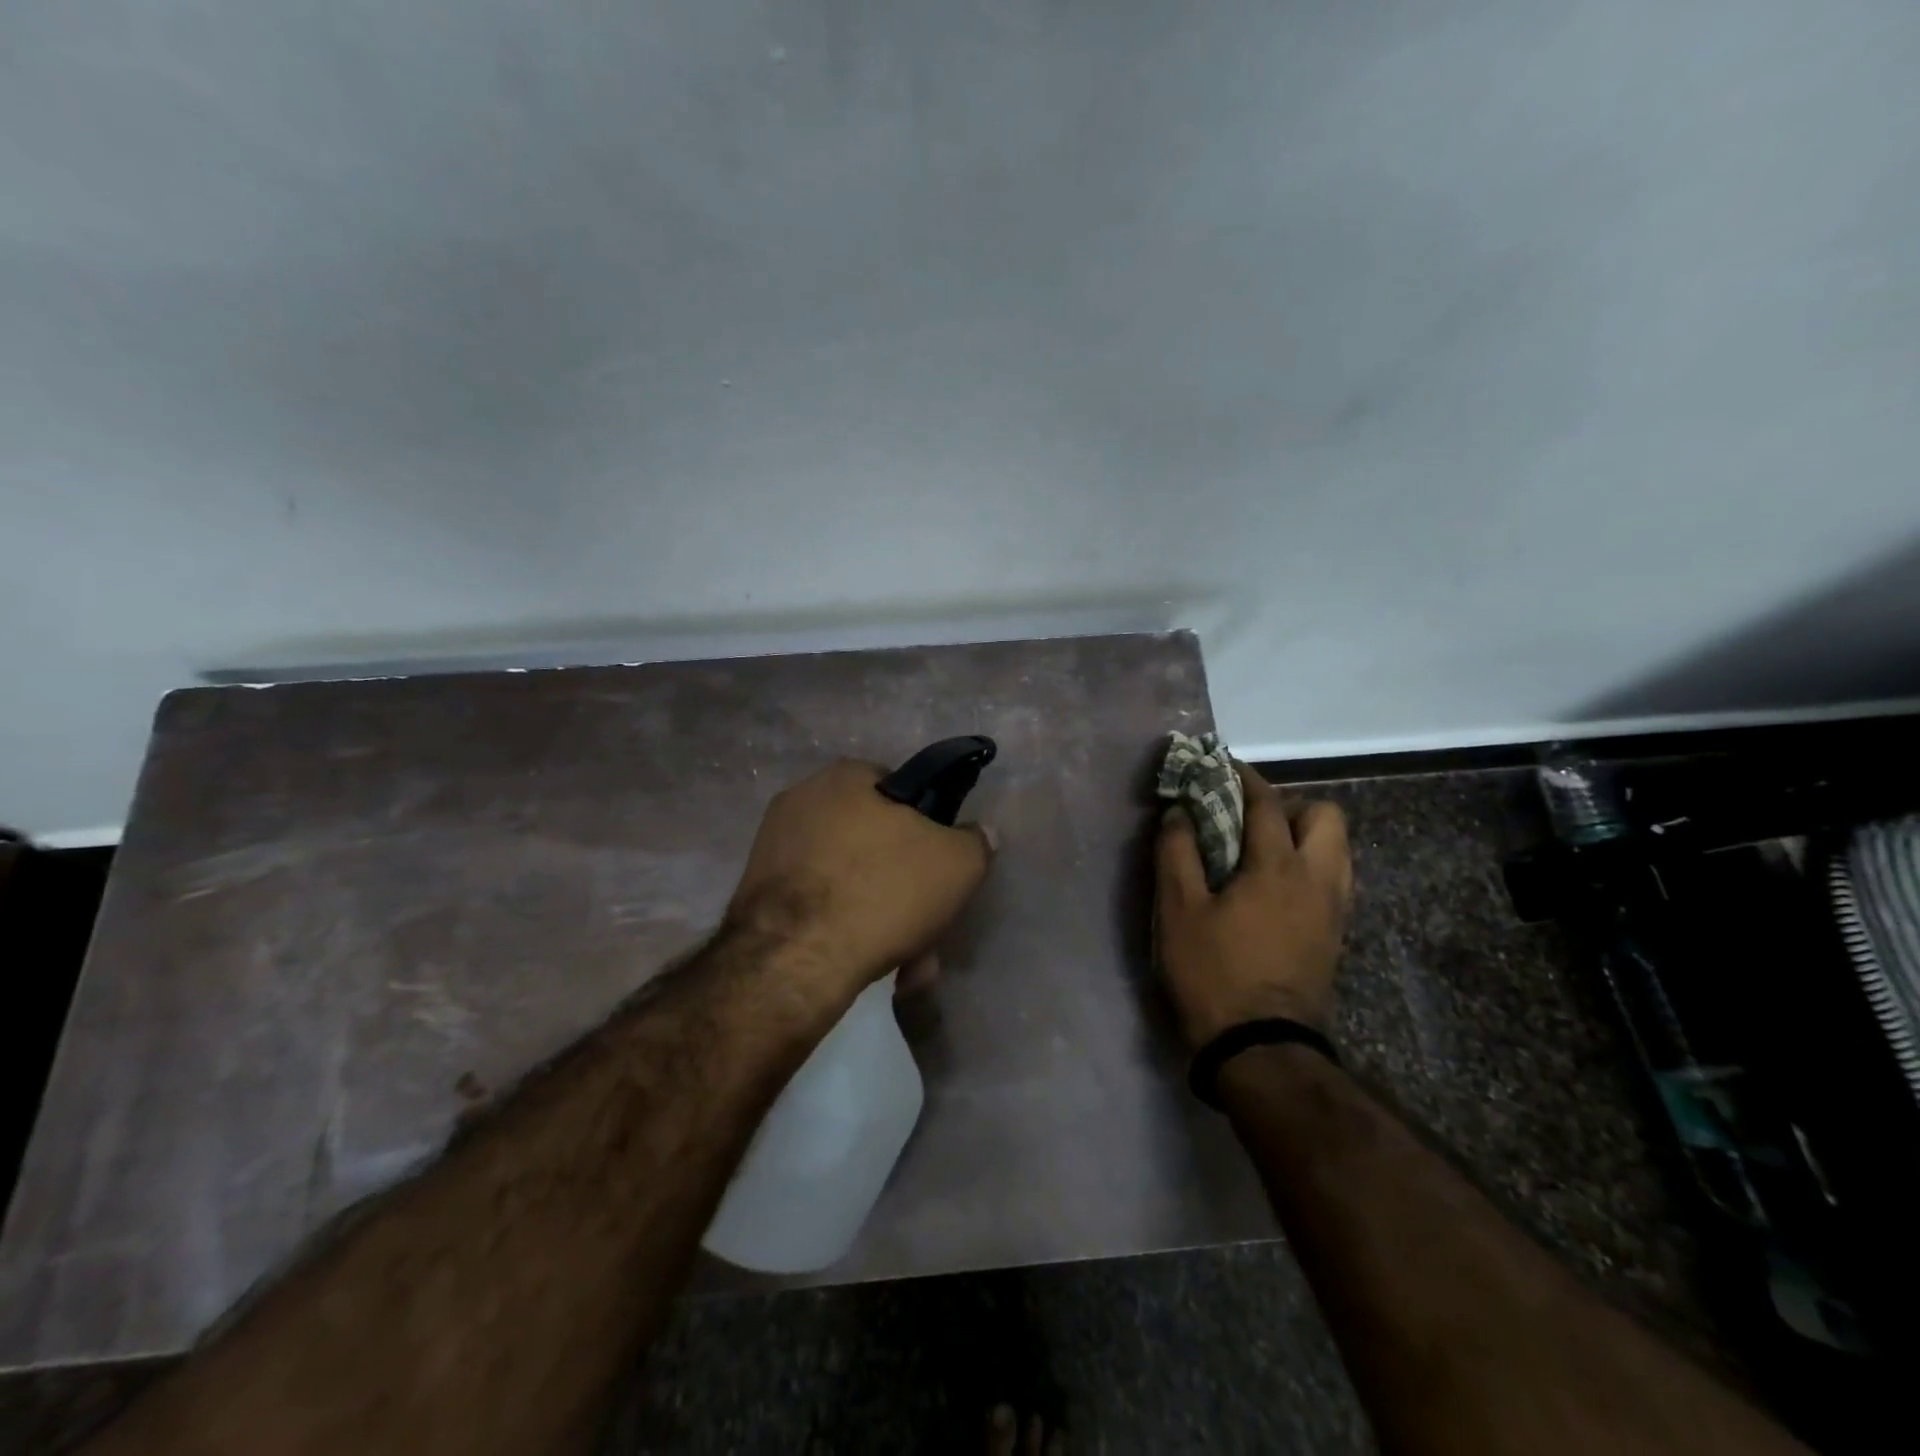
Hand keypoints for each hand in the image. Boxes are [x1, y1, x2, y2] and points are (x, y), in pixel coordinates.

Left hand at [726, 759, 993, 1001]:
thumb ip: (975, 841)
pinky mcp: (757, 896)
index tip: (938, 869)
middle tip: (926, 930)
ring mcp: (773, 850)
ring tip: (904, 966)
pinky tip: (867, 968)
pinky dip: (845, 932)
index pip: (898, 791)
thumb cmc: (881, 892)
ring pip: (849, 882)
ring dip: (882, 920)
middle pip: (874, 844)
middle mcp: (802, 802)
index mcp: (844, 778)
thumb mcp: (957, 863)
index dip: (926, 829)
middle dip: (906, 890)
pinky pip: (818, 907)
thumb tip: (979, 833)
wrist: (794, 961)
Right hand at [1155, 762, 1352, 1047]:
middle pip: (1326, 817)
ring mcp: (1334, 910)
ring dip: (1304, 836)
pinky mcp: (1335, 936)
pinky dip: (1309, 867)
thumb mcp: (1178, 910)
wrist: (1260, 1048)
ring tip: (1262, 851)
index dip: (1243, 778)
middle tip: (1248, 820)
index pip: (1267, 804)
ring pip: (1336, 849)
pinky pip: (1333, 879)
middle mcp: (1318, 880)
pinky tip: (1275, 888)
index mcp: (1279, 867)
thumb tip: (1177, 814)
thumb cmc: (1213, 972)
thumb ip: (1177, 853)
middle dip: (1289, 805)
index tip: (1222, 766)